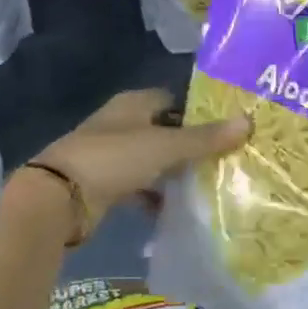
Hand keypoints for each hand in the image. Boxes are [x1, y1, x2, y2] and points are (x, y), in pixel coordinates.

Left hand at [32, 87, 249, 227]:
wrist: (59, 198)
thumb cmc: (113, 159)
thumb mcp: (165, 146)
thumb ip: (205, 138)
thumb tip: (248, 121)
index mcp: (134, 104)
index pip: (174, 100)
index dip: (199, 111)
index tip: (227, 128)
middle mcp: (122, 124)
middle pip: (165, 131)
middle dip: (191, 145)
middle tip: (226, 159)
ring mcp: (111, 155)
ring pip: (153, 160)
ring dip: (174, 172)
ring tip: (208, 185)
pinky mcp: (105, 184)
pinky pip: (139, 186)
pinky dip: (155, 196)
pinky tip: (176, 209)